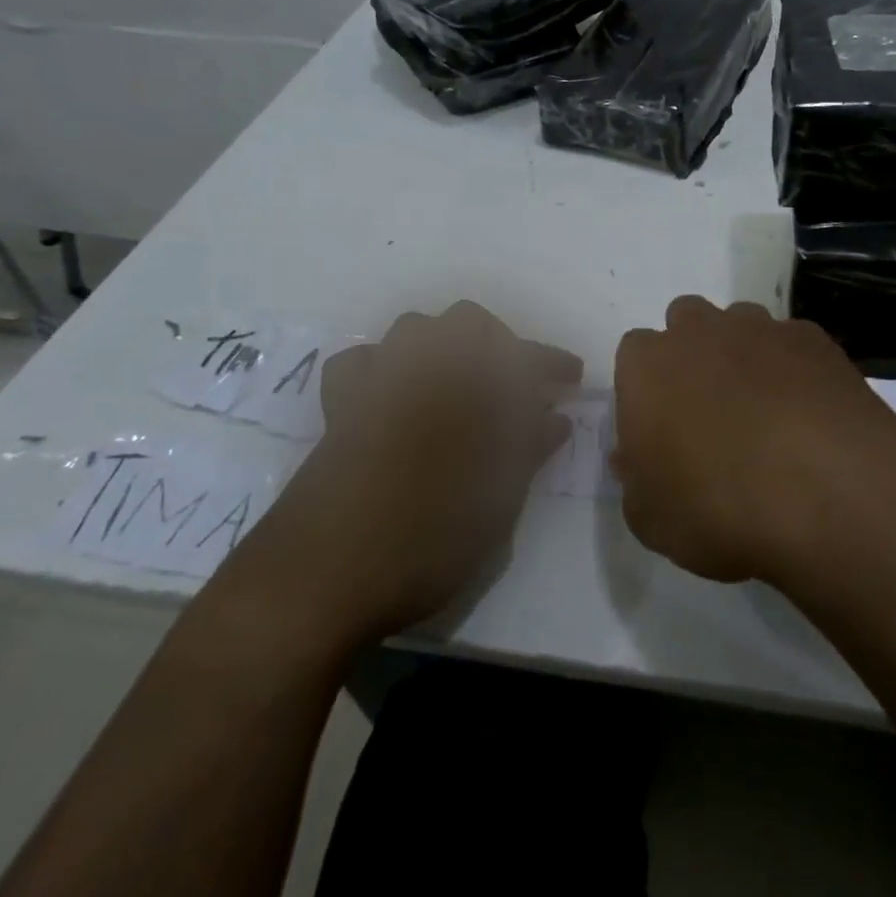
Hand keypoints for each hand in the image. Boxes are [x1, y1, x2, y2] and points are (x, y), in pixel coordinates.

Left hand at [238, 302, 580, 641]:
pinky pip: (361, 362)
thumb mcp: (497, 501)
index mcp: (472, 387)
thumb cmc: (428, 539)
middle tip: (517, 383)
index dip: (551, 365)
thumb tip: (554, 419)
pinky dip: (383, 366)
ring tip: (460, 382)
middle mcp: (426, 369)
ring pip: (414, 329)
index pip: (524, 359)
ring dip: (444, 344)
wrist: (324, 573)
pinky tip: (394, 395)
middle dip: (500, 343)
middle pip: (468, 323)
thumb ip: (528, 450)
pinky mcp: (341, 406)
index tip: (571, 378)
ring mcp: (378, 382)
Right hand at [612, 296, 895, 583]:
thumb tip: (634, 456)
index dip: (647, 389)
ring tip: (765, 413)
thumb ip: (635, 480)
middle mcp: (700, 331)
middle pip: (686, 322)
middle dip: (693, 355)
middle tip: (709, 413)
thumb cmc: (718, 507)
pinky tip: (809, 414)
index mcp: (648, 366)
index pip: (634, 355)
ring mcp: (761, 328)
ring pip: (741, 325)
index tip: (662, 428)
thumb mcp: (650, 519)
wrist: (825, 491)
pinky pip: (792, 344)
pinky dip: (793, 368)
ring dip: (743, 355)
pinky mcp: (813, 339)